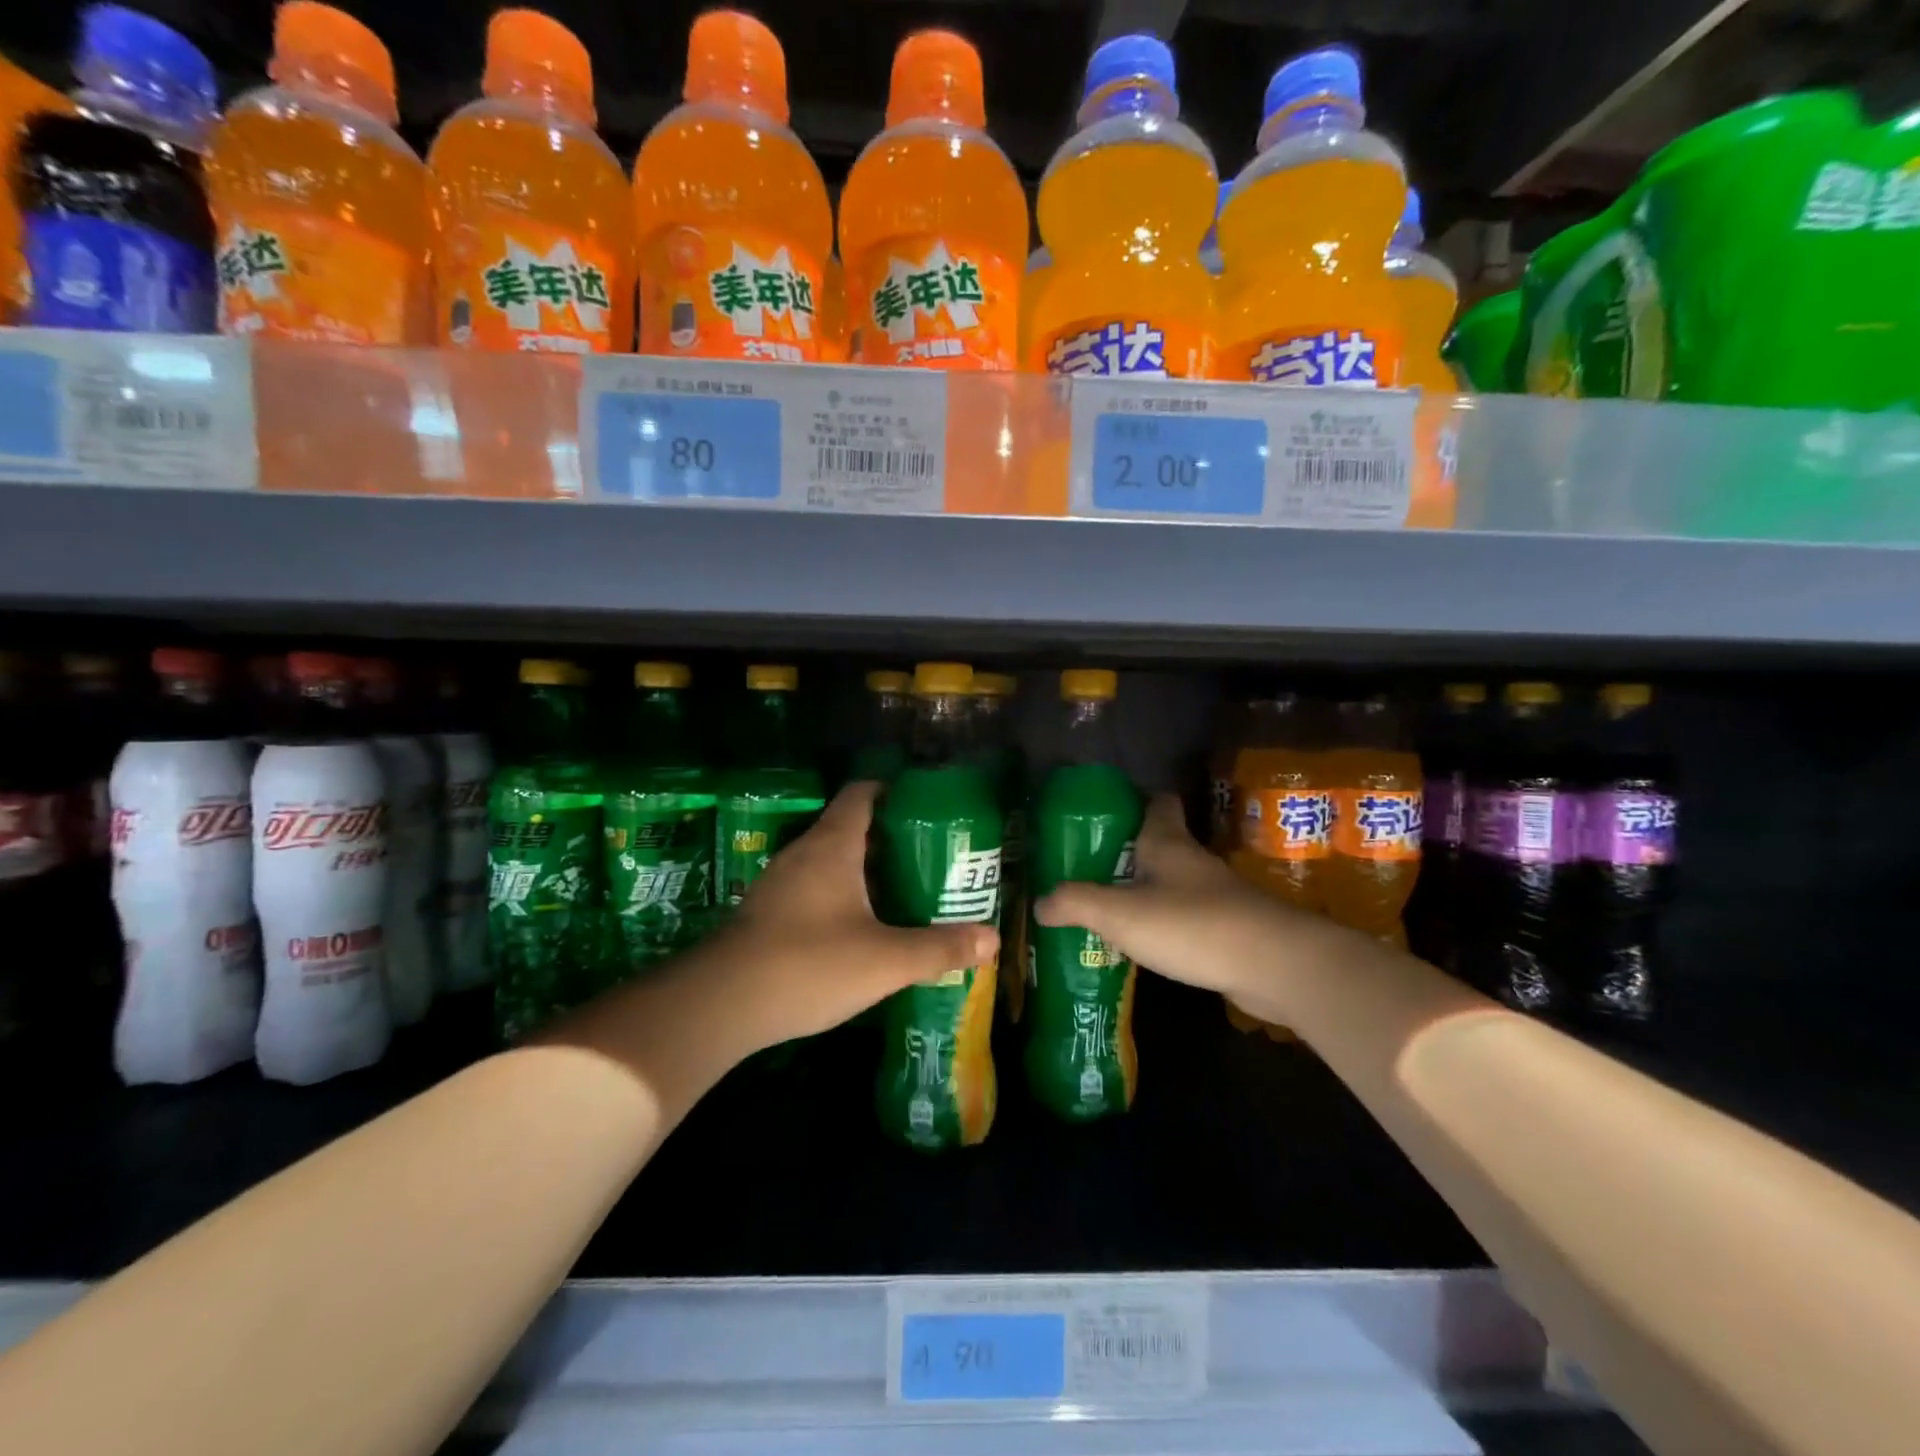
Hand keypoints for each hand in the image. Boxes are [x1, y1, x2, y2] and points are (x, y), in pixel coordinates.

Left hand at [712, 781, 998, 1050]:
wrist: (720, 1004)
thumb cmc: (809, 964)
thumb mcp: (885, 959)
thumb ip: (940, 947)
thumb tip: (992, 939)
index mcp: (833, 844)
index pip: (862, 793)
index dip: (893, 790)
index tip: (926, 805)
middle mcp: (803, 853)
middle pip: (850, 827)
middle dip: (889, 837)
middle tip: (929, 856)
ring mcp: (779, 883)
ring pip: (830, 860)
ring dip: (864, 869)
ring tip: (901, 890)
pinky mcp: (766, 913)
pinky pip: (812, 888)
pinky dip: (840, 895)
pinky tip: (859, 927)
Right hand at [1033, 793, 1329, 1017]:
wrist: (1275, 966)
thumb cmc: (1192, 924)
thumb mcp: (1120, 913)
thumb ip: (1076, 904)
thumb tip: (1040, 902)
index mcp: (1168, 844)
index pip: (1157, 803)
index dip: (1134, 801)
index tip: (1104, 813)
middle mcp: (1193, 863)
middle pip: (1161, 844)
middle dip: (1129, 852)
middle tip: (1088, 868)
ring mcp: (1216, 897)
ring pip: (1173, 883)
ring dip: (1145, 891)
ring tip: (1106, 907)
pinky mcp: (1229, 931)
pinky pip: (1187, 919)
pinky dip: (1165, 925)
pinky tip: (1143, 945)